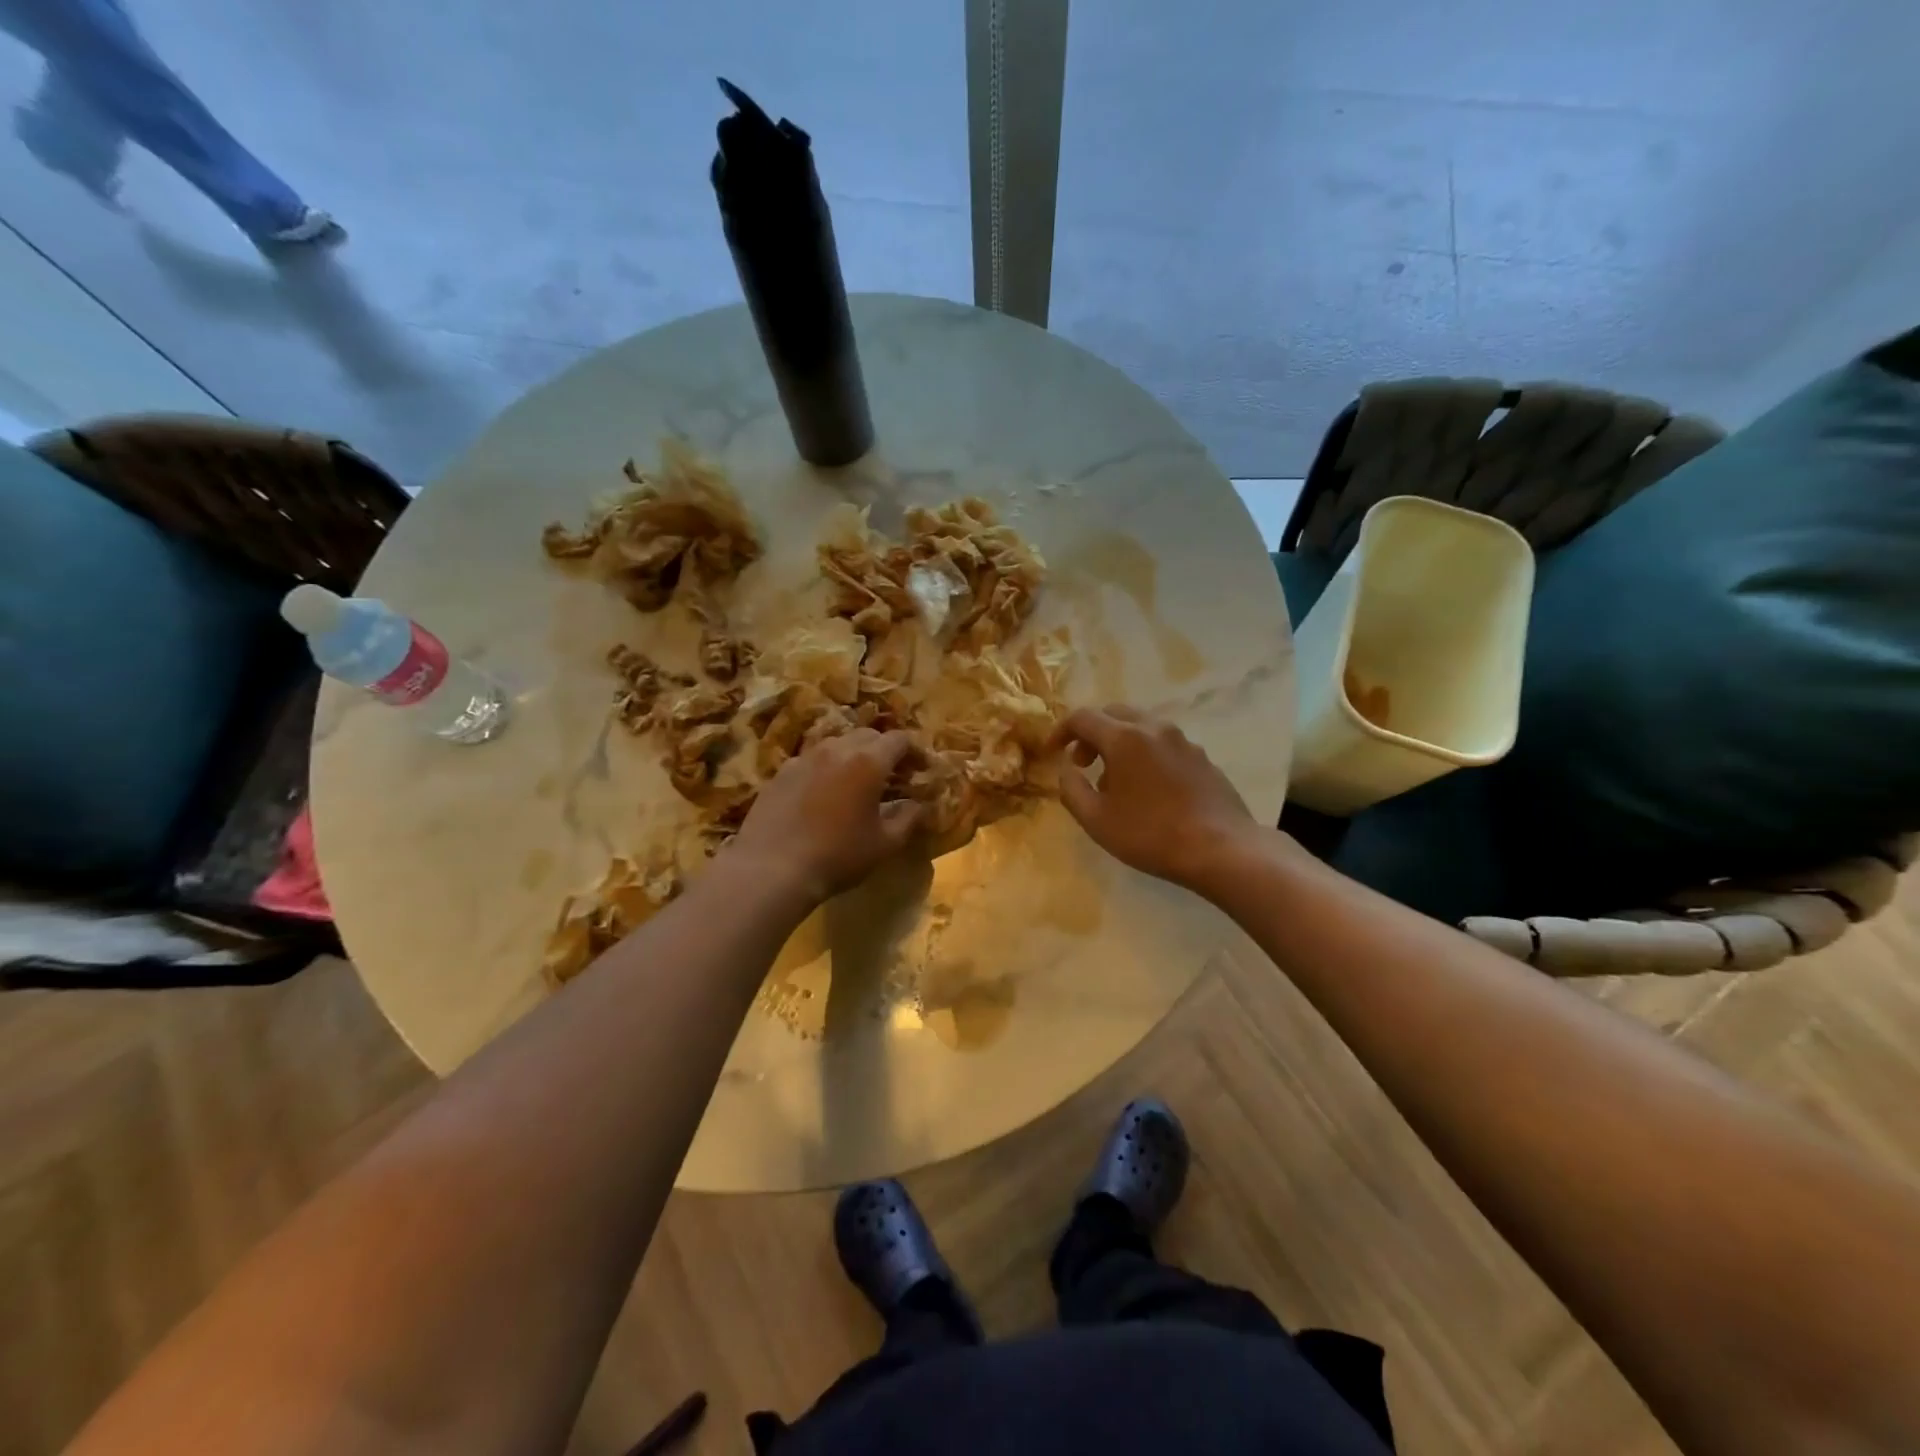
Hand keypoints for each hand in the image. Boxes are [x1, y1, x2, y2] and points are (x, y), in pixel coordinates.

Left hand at [729, 729, 924, 907]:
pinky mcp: (780, 772)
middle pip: (868, 735)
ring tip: (857, 782)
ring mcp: (804, 757)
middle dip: (885, 750)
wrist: (771, 868)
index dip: (915, 751)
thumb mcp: (885, 844)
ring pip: (837, 744)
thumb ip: (908, 818)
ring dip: (853, 756)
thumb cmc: (838, 855)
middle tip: (893, 775)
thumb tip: (919, 804)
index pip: (899, 739)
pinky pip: (811, 760)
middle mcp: (836, 749)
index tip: (922, 770)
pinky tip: (823, 794)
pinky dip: (825, 769)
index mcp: (868, 761)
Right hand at [1053, 705, 1256, 890]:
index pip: (1083, 718)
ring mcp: (1183, 741)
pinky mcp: (1202, 758)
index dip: (1061, 731)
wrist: (1222, 848)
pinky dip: (1144, 753)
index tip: (1052, 752)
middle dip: (1091, 733)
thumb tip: (1067, 769)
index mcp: (1124, 738)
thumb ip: (1071, 789)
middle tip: (1082, 763)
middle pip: (1113, 713)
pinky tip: (1147, 789)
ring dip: (1118, 743)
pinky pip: (1163, 743)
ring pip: (1141, 726)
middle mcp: (1154, 728)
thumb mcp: (1096, 820)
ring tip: (1113, 780)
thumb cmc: (1151, 834)